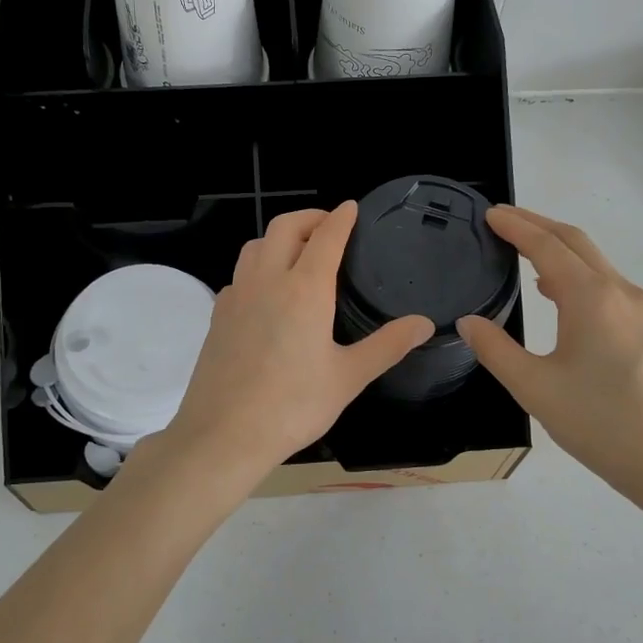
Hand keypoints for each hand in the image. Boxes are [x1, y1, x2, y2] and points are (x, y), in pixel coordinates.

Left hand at [158, 203, 433, 491]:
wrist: (223, 434)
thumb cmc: (292, 406)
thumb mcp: (348, 377)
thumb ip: (387, 346)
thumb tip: (424, 323)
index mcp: (304, 290)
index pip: (326, 237)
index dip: (341, 218)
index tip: (352, 207)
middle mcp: (267, 281)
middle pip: (285, 227)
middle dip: (309, 217)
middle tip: (328, 226)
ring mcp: (237, 296)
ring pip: (255, 246)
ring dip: (279, 237)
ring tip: (298, 253)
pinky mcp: (218, 316)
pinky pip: (240, 275)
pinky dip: (258, 267)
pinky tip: (267, 293)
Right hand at [458, 206, 642, 510]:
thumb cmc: (601, 424)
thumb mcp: (535, 389)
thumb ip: (496, 350)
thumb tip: (468, 321)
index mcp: (591, 298)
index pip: (547, 246)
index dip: (516, 227)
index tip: (490, 214)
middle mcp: (621, 292)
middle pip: (576, 242)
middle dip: (538, 225)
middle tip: (502, 219)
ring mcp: (641, 310)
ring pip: (595, 262)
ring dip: (558, 248)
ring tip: (523, 249)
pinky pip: (607, 284)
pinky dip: (576, 273)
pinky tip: (557, 293)